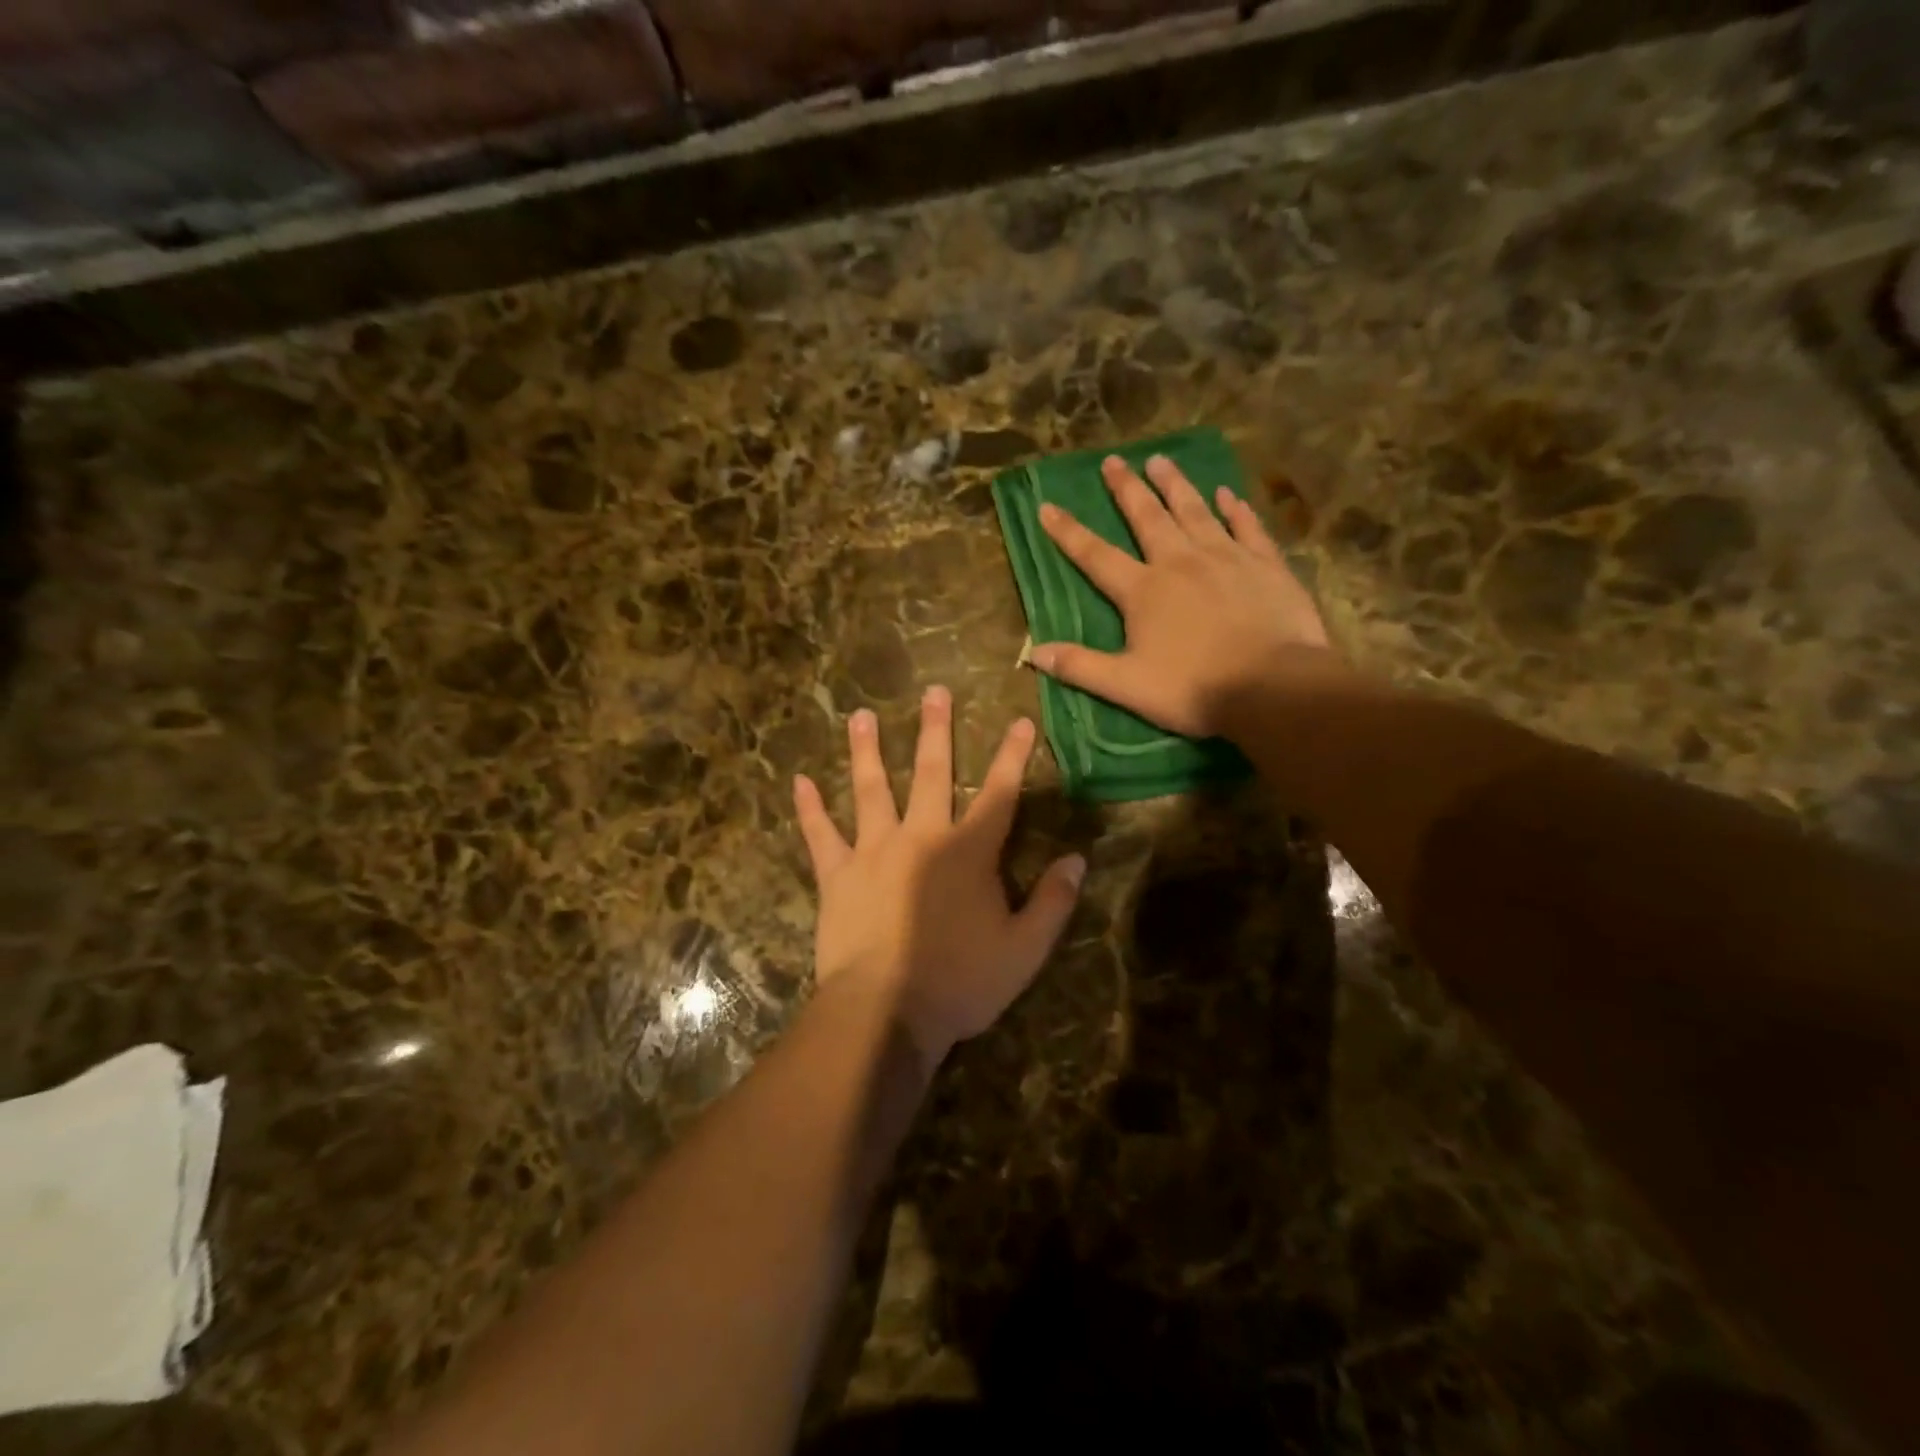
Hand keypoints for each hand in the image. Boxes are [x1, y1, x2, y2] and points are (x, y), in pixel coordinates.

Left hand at [792, 688, 1085, 1065]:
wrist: (885, 1011)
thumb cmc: (960, 982)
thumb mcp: (1024, 950)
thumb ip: (1054, 902)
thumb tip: (1078, 859)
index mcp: (969, 851)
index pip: (1001, 794)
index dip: (1013, 756)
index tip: (1020, 721)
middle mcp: (922, 836)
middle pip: (930, 773)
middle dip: (935, 731)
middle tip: (934, 692)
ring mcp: (874, 851)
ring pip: (870, 789)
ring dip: (866, 750)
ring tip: (860, 715)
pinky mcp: (837, 874)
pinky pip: (820, 834)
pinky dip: (810, 808)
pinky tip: (799, 781)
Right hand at [1031, 455, 1335, 738]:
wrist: (1274, 687)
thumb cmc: (1194, 689)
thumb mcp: (1126, 686)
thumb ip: (1079, 666)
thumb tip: (1032, 652)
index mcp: (1143, 591)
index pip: (1096, 555)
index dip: (1068, 532)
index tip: (1047, 505)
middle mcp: (1181, 562)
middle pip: (1148, 517)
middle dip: (1127, 489)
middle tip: (1113, 461)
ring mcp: (1227, 558)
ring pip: (1196, 511)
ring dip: (1176, 485)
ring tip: (1161, 460)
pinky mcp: (1266, 565)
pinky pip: (1247, 527)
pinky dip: (1236, 508)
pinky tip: (1228, 493)